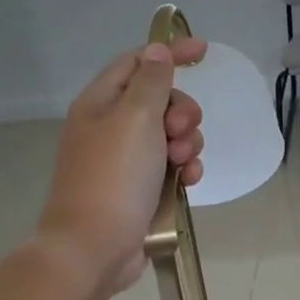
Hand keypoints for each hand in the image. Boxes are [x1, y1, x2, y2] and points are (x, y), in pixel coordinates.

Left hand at [36, 38, 205, 297]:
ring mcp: (125, 160)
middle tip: (179, 130)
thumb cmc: (113, 177)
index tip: (204, 52)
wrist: (95, 248)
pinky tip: (188, 181)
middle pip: (159, 100)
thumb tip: (157, 51)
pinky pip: (171, 166)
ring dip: (186, 143)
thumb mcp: (135, 118)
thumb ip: (151, 82)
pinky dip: (184, 169)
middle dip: (181, 111)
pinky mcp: (140, 188)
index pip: (137, 62)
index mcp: (100, 103)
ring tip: (183, 163)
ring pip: (170, 135)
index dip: (169, 53)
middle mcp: (110, 127)